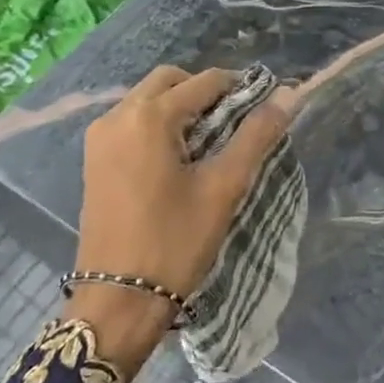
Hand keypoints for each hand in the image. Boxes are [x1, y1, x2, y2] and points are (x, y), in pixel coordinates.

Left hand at [66, 66, 288, 370]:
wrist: (119, 300)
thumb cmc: (176, 241)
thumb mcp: (224, 186)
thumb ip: (257, 135)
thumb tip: (289, 95)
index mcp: (148, 117)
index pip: (204, 81)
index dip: (240, 88)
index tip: (265, 110)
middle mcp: (117, 116)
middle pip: (170, 82)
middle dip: (206, 92)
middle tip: (237, 124)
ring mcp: (99, 139)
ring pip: (148, 100)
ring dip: (181, 108)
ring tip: (212, 143)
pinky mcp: (94, 160)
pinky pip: (132, 123)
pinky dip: (159, 126)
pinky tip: (180, 159)